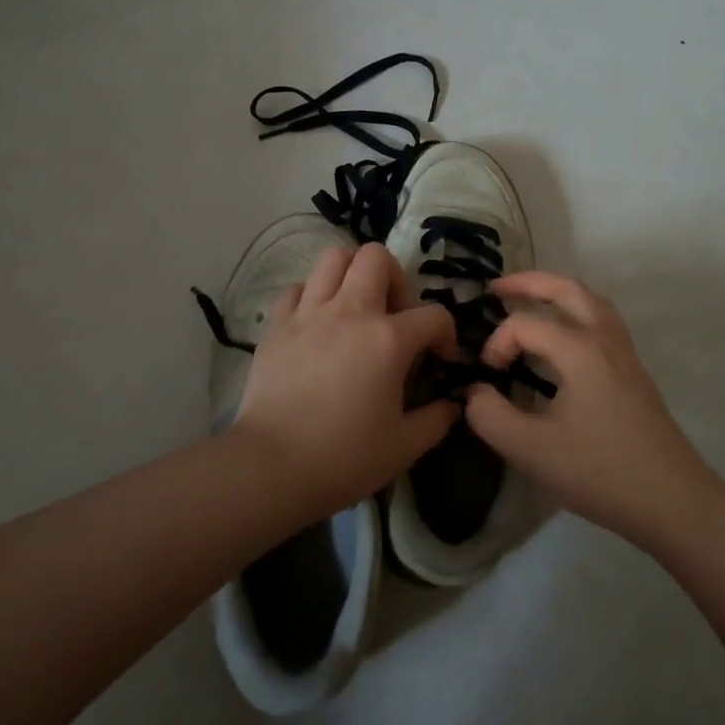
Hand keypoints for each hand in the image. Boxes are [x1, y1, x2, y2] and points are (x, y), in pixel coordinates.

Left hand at [232, 242, 459, 517]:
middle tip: (394, 314)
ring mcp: (309, 313)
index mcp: (388, 339)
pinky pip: (296, 289)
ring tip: (356, 307)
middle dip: (396, 278)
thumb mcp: (404, 447)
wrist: (271, 467)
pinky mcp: (276, 324)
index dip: (446, 334)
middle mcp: (350, 312)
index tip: (441, 359)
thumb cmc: (344, 458)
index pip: (434, 315)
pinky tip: (316, 323)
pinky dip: (311, 296)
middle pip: (377, 257)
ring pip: (333, 258)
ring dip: (352, 273)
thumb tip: (453, 405)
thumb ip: (436, 420)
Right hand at [465, 271, 719, 550]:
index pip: (526, 324)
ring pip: (591, 302)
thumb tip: (474, 392)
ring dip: (557, 294)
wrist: (674, 502)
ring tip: (530, 302)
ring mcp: (626, 355)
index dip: (497, 343)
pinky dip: (577, 313)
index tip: (488, 376)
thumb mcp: (531, 451)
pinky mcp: (635, 373)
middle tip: (497, 288)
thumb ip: (490, 416)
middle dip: (529, 283)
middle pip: (568, 289)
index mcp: (580, 350)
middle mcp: (605, 340)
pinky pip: (603, 322)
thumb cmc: (601, 472)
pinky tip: (564, 339)